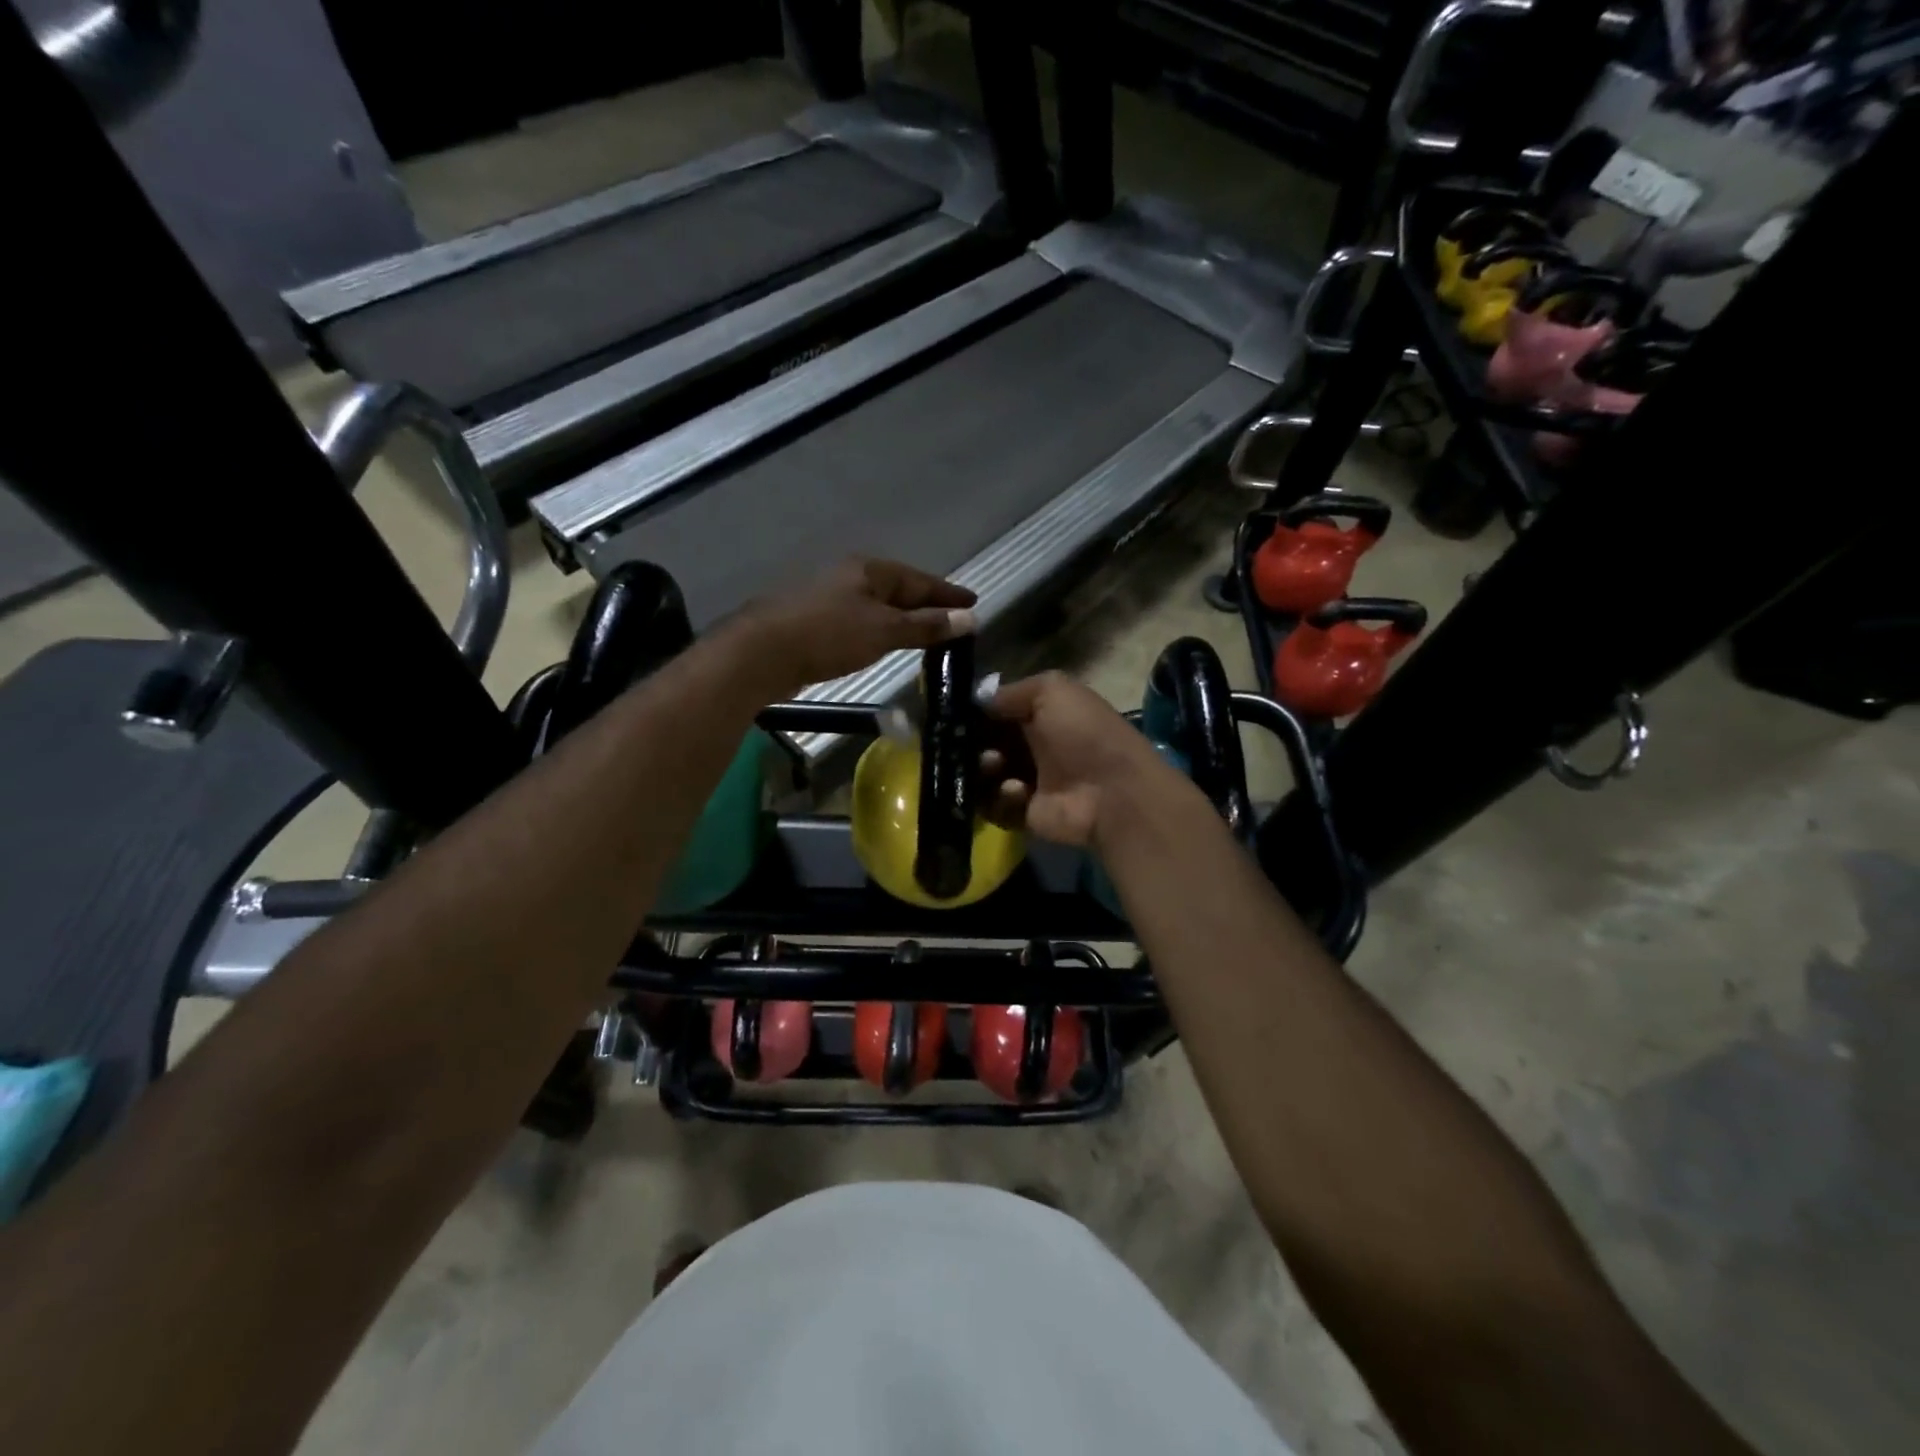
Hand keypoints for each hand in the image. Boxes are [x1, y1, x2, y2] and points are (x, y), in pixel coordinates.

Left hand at [731, 558, 976, 695]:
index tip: (973, 602)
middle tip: (953, 618)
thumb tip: (969, 619)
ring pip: (877, 606)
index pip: (920, 579)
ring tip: (925, 633)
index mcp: (869, 570)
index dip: (948, 593)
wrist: (762, 653)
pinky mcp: (814, 622)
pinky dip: (880, 630)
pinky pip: (860, 621)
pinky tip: (884, 643)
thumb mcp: (884, 630)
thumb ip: (926, 626)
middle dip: (926, 604)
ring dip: (903, 618)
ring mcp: (830, 598)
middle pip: (898, 589)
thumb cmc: (828, 635)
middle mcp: (850, 577)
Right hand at [980, 672, 1179, 847]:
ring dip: (983, 769)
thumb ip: (1012, 691)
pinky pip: (994, 806)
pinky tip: (1018, 792)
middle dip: (974, 743)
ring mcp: (1029, 783)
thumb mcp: (1053, 690)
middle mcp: (1034, 747)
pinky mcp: (1026, 814)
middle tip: (970, 744)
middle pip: (986, 744)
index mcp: (1043, 715)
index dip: (977, 713)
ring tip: (994, 766)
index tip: (957, 715)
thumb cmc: (1084, 734)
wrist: (1112, 793)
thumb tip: (979, 703)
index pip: (998, 712)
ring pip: (985, 776)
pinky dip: (999, 798)